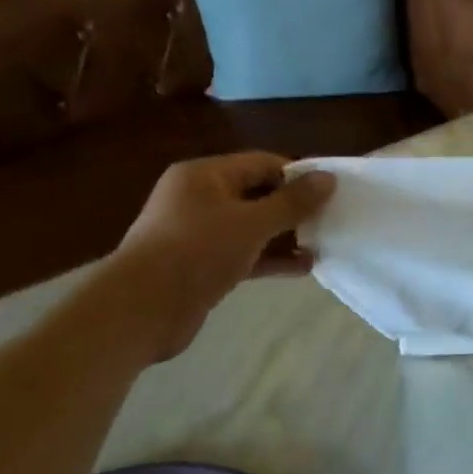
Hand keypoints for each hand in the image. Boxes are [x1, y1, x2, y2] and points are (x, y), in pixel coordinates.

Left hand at [103, 152, 336, 361]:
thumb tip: (328, 178)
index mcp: (205, 175)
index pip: (262, 163)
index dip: (298, 175)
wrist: (141, 309)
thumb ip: (293, 202)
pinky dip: (271, 258)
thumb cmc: (198, 252)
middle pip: (258, 194)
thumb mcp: (252, 223)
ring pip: (252, 227)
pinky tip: (302, 269)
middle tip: (330, 220)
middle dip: (294, 208)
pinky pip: (244, 253)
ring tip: (322, 246)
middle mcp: (199, 198)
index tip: (331, 192)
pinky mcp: (201, 265)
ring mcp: (198, 233)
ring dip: (286, 236)